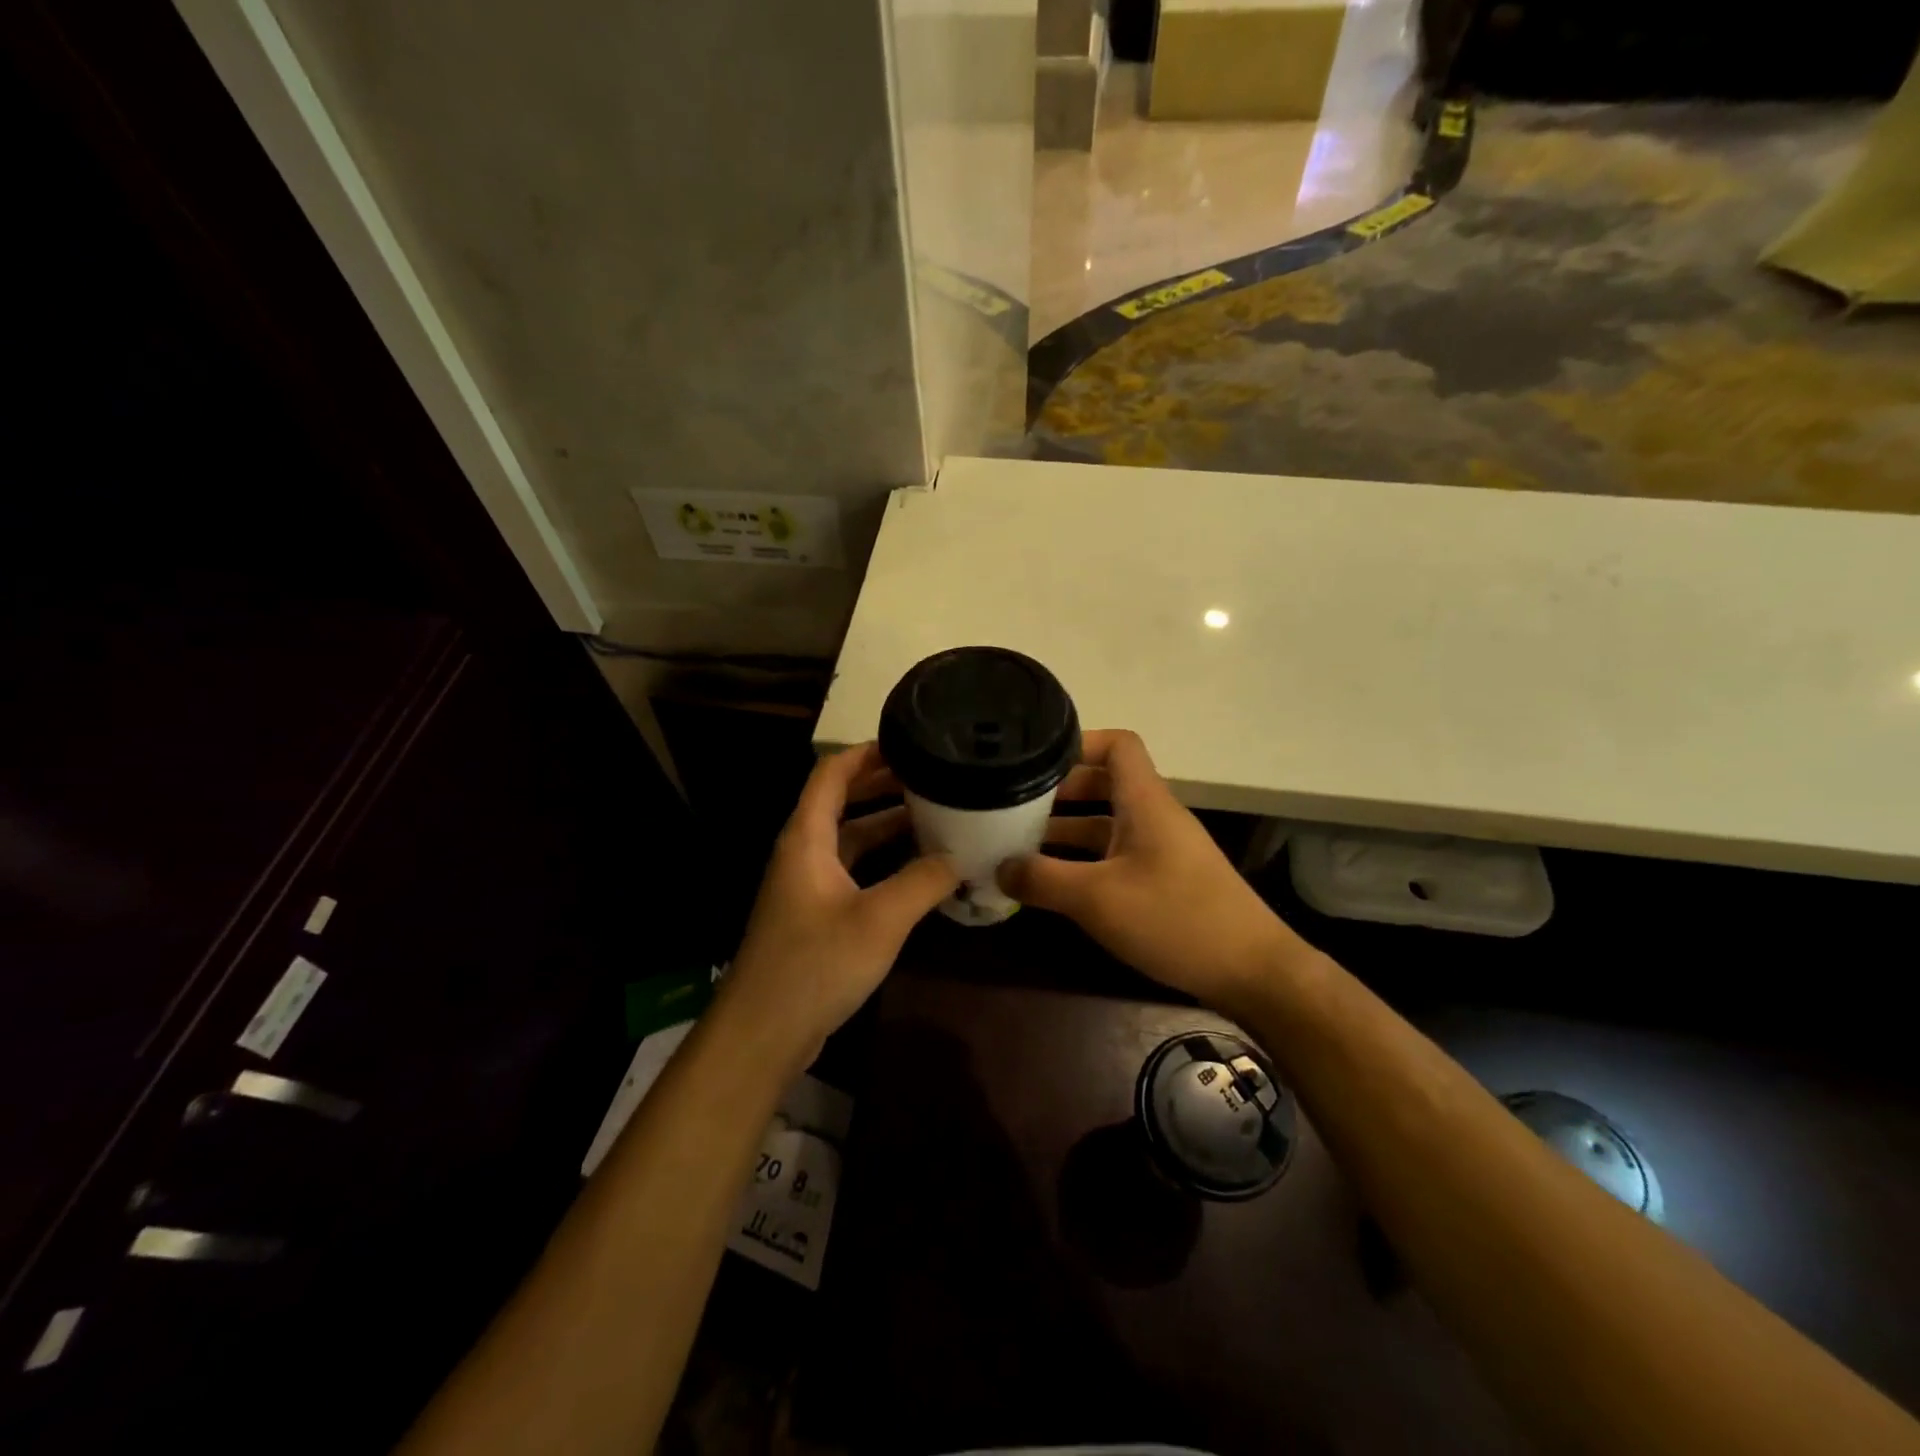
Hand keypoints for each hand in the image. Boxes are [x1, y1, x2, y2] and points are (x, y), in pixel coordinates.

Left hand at [718, 742, 957, 1068]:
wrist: (764, 1033)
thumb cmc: (815, 964)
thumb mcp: (880, 919)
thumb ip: (924, 880)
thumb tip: (960, 855)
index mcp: (806, 837)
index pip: (832, 773)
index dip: (866, 752)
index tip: (909, 740)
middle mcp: (803, 852)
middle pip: (842, 801)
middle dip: (883, 783)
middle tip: (932, 773)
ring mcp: (808, 885)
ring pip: (851, 838)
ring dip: (887, 824)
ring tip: (935, 812)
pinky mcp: (817, 915)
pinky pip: (854, 870)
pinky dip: (884, 861)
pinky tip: (919, 869)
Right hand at [998, 730, 1301, 1009]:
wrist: (1252, 971)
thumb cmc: (1176, 918)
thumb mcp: (1098, 899)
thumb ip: (1043, 880)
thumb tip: (999, 868)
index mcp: (1145, 802)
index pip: (1118, 745)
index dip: (1079, 743)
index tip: (1036, 762)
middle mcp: (1154, 816)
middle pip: (1104, 783)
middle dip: (1059, 792)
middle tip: (1014, 807)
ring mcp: (1161, 850)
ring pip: (1107, 823)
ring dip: (1067, 830)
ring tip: (1020, 846)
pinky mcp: (1165, 880)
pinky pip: (1116, 855)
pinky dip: (1084, 861)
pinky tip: (1055, 884)